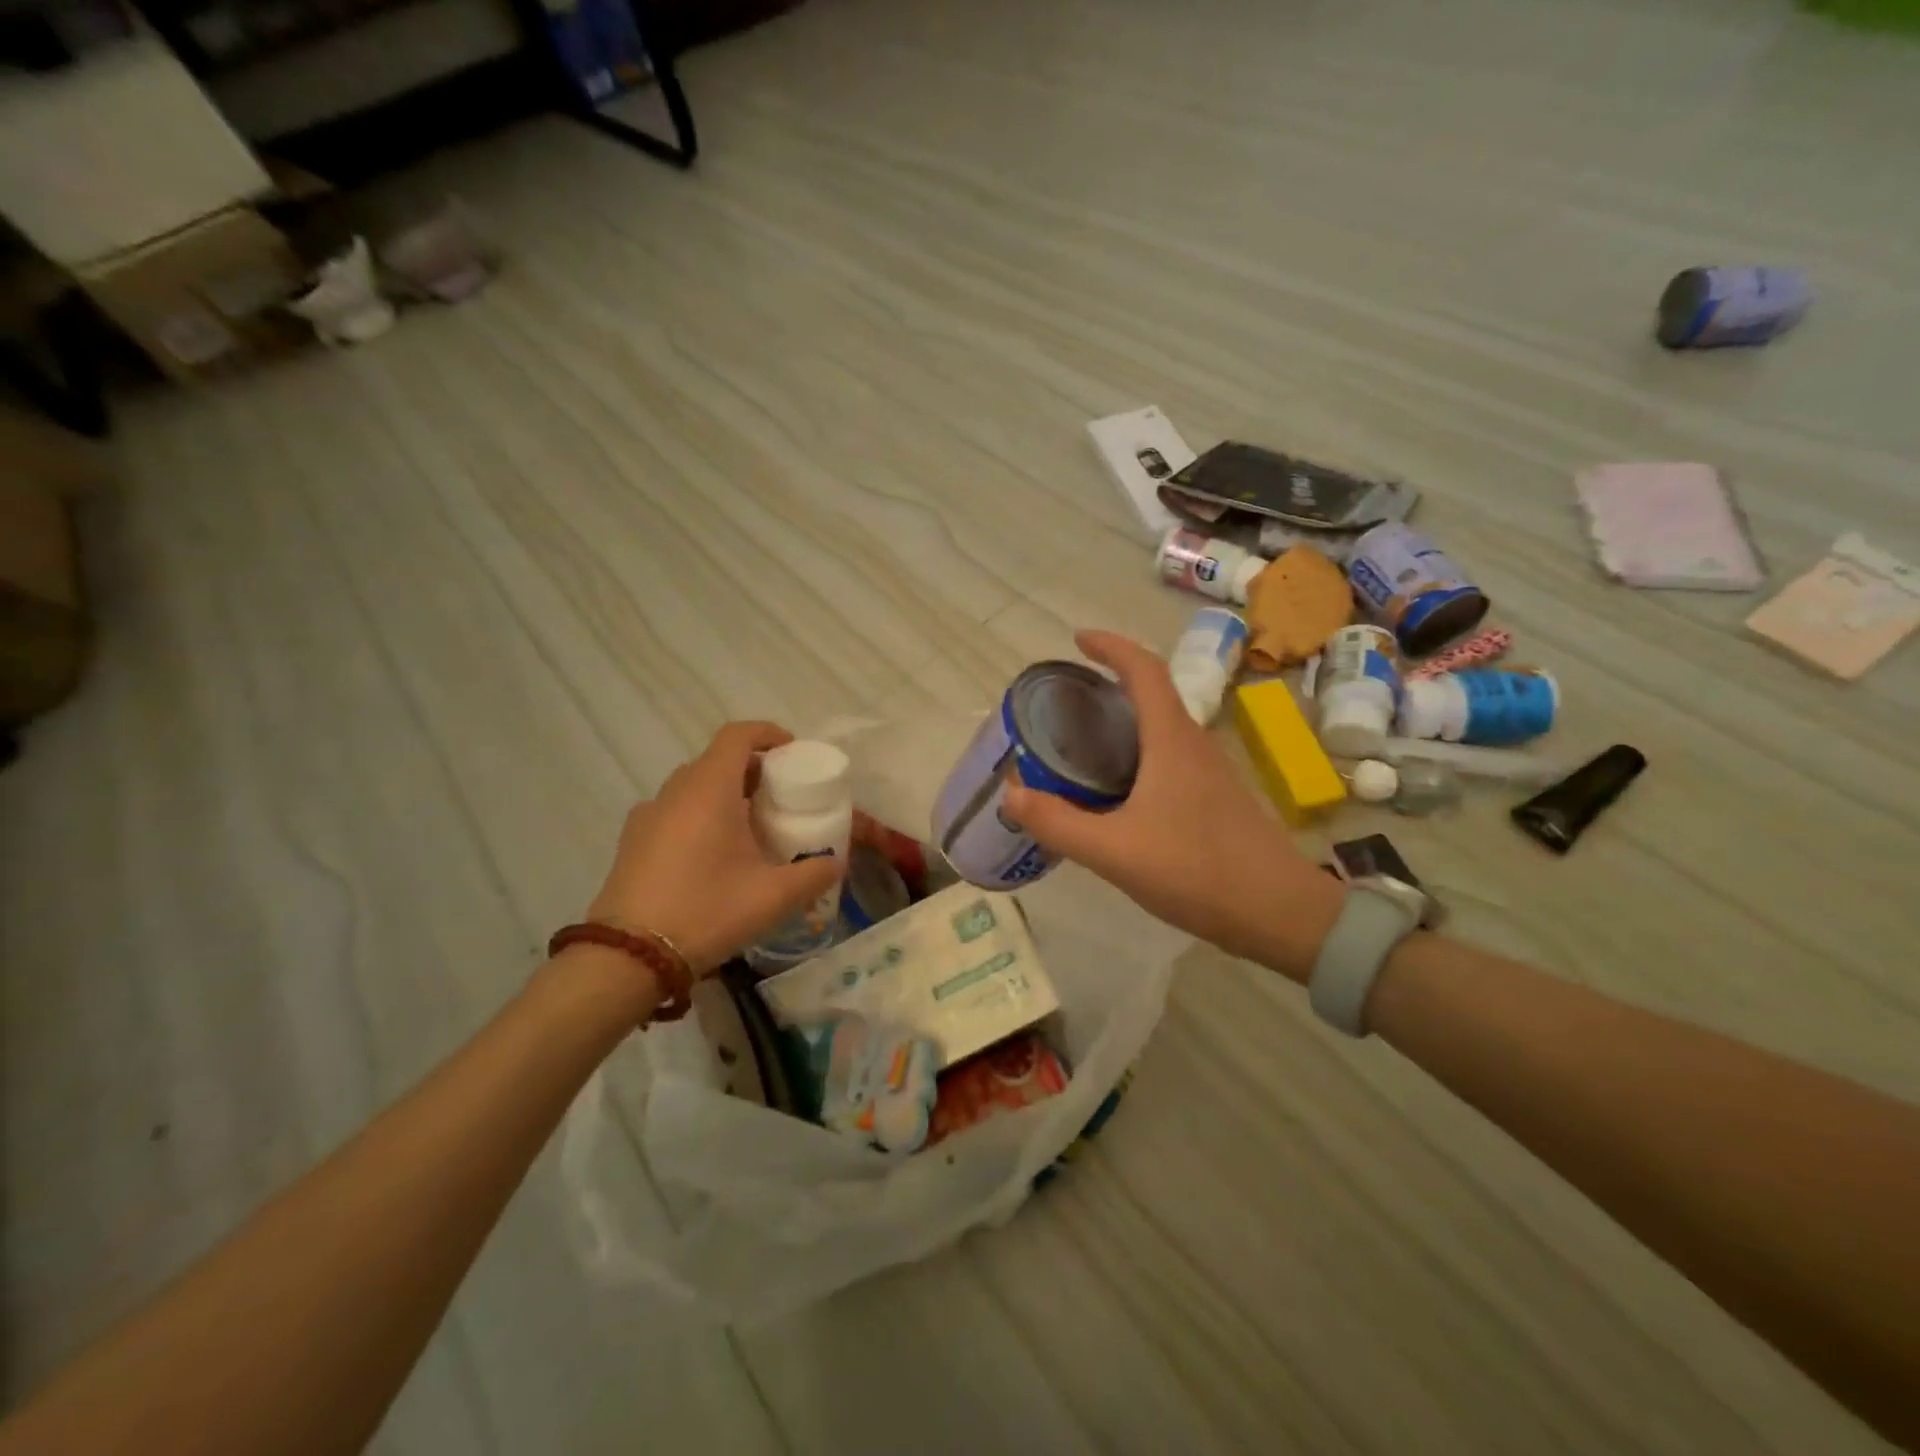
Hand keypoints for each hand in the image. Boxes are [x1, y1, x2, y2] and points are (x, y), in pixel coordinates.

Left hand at [586, 722, 841, 974]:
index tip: (793, 753)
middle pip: (718, 760)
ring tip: (751, 829)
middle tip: (781, 798)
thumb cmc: (707, 911)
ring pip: (694, 786)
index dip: (769, 734)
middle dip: (753, 769)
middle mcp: (675, 791)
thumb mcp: (774, 897)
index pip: (738, 735)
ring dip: (726, 794)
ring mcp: (649, 815)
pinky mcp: (633, 841)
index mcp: (709, 788)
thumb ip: (814, 874)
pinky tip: (715, 856)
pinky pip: (675, 811)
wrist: (629, 956)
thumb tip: (834, 863)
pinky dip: (701, 816)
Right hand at [1002, 630, 1343, 981]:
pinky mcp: (1214, 799)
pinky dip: (1136, 755)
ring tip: (1081, 742)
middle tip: (1065, 702)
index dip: (1110, 646)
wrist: (1279, 913)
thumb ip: (1058, 824)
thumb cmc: (1197, 871)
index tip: (1077, 639)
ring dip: (1124, 722)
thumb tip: (1010, 794)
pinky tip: (1115, 792)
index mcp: (1171, 740)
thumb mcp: (1114, 851)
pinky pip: (1168, 758)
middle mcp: (1193, 745)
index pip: (1143, 670)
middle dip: (1109, 685)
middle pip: (1152, 694)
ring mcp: (1209, 772)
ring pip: (1161, 729)